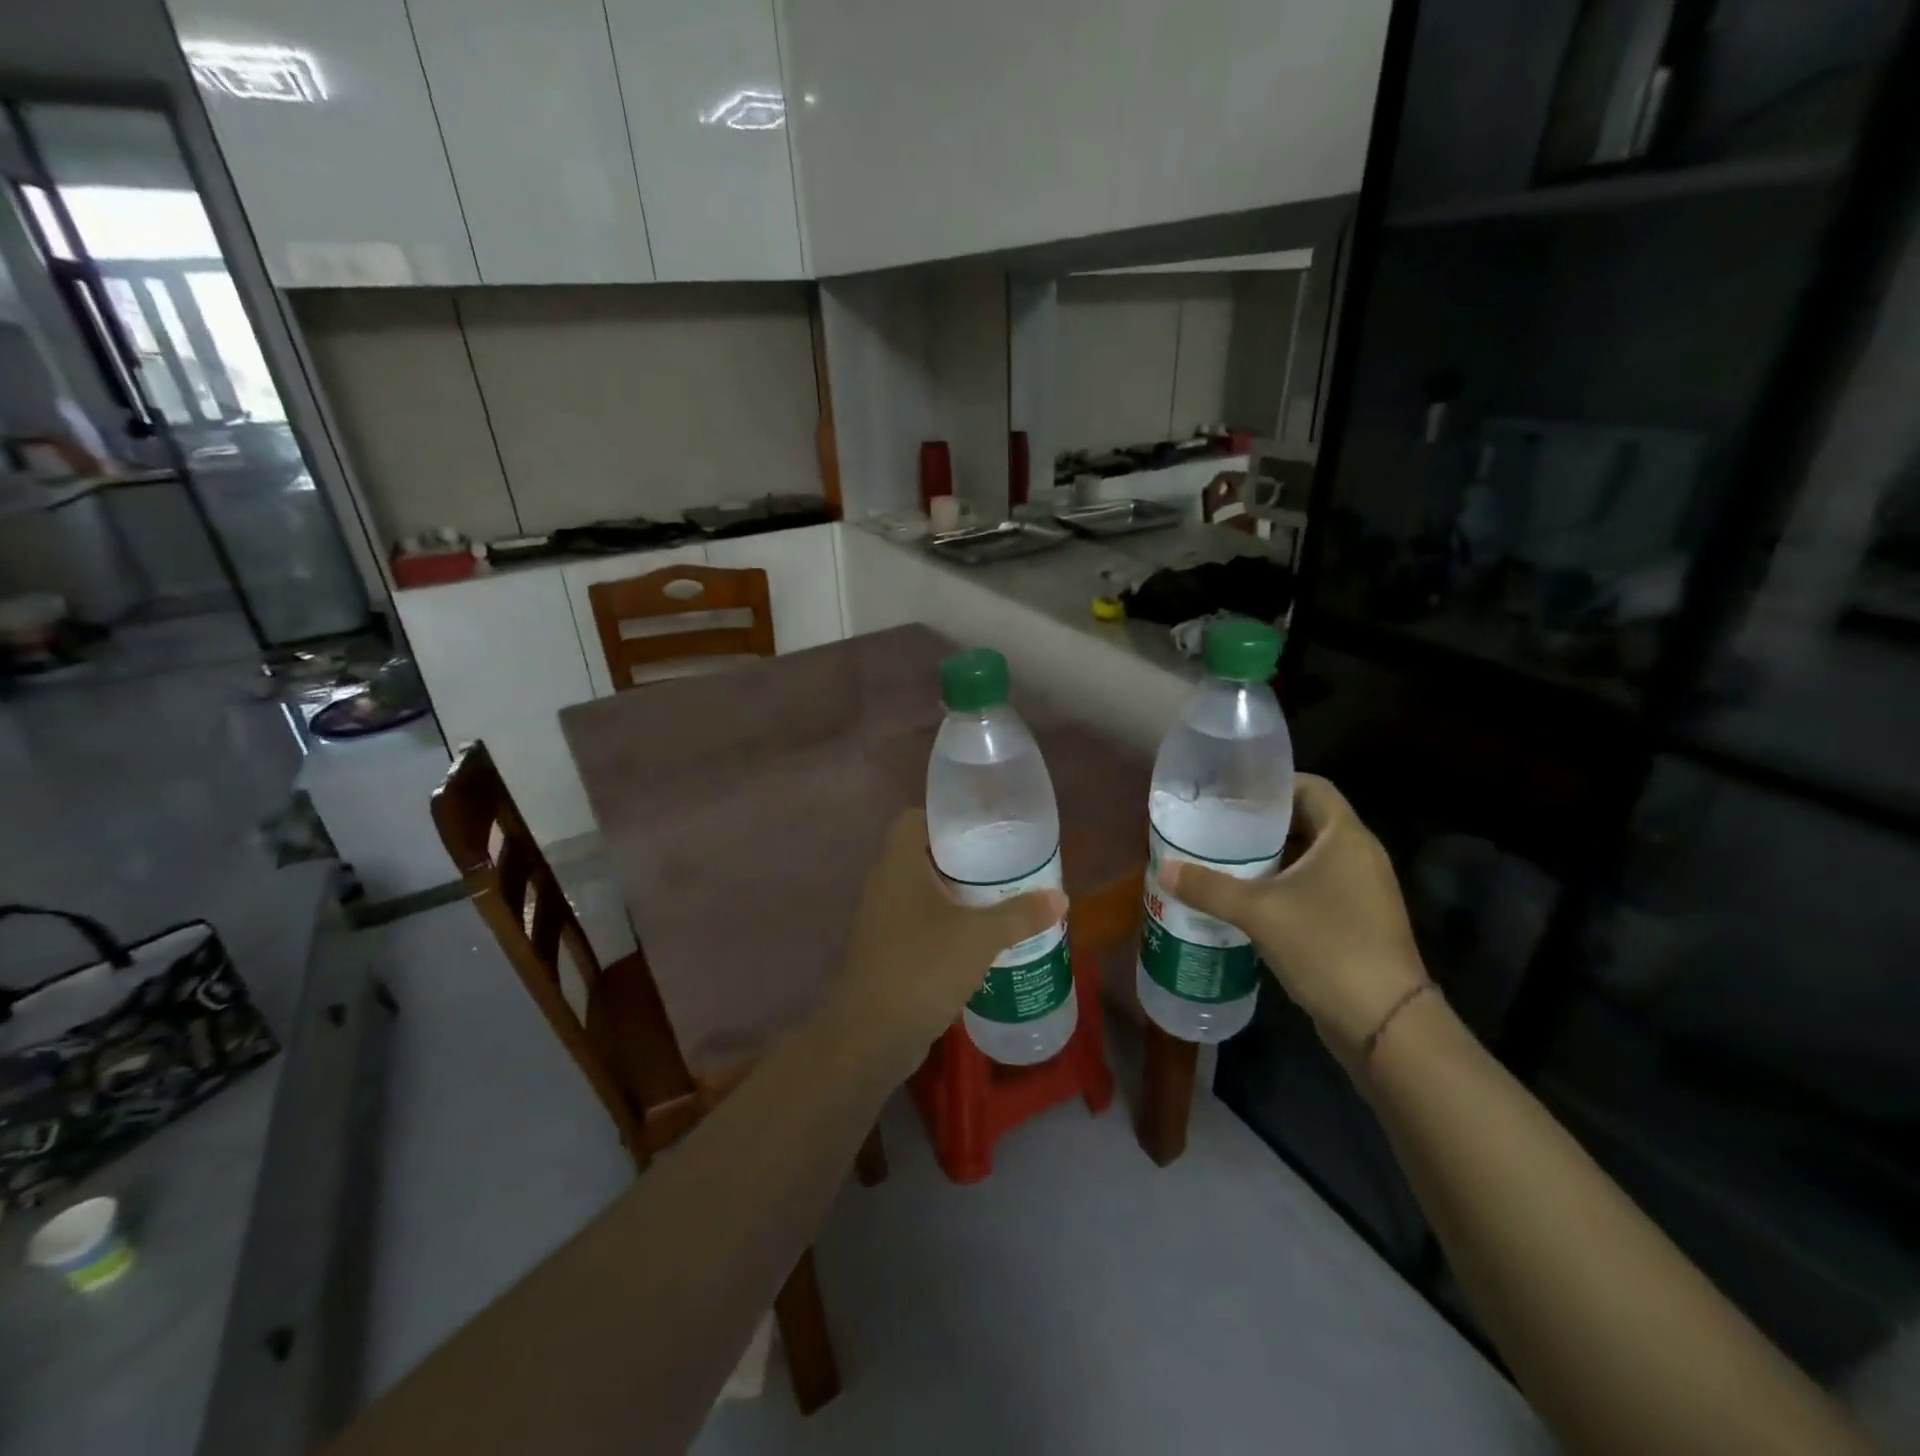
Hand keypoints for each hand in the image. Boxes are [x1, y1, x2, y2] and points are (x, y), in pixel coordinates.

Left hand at [831, 810, 1066, 1072]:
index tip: (984, 827)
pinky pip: (920, 923)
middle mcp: (885, 884)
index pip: (915, 819)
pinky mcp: (886, 951)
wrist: (870, 1036)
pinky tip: (978, 940)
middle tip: (1003, 864)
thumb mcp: (979, 937)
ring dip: (955, 895)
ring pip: (922, 892)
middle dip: (962, 859)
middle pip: (923, 855)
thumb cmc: (921, 967)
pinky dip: (946, 924)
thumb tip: (1060, 899)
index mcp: (898, 864)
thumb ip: (1020, 915)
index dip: (946, 817)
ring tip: (998, 899)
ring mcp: (882, 920)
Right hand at [1157, 775, 1427, 1065]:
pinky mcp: (1357, 921)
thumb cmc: (1326, 946)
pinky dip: (1283, 886)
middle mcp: (1359, 856)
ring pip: (1309, 858)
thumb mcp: (1258, 912)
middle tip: (1217, 827)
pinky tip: (1247, 901)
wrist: (1384, 1023)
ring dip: (1270, 858)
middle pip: (1306, 821)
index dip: (1272, 785)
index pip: (1311, 786)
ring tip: (1224, 861)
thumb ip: (1209, 887)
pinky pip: (1315, 888)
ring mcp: (1362, 891)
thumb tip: (1164, 870)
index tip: (1231, 794)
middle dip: (1262, 824)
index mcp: (1345, 837)